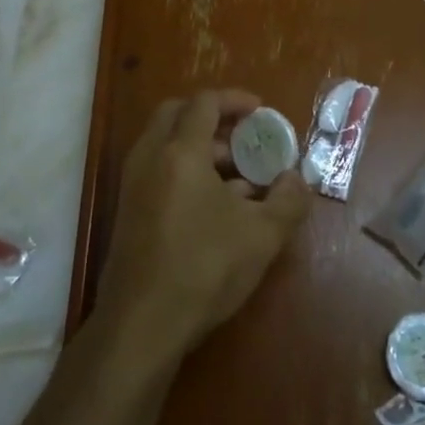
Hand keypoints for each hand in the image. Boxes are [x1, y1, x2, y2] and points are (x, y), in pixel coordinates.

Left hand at [98, 90, 313, 359]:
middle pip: (177, 114)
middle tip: (244, 138)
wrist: (141, 325)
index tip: (261, 112)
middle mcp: (149, 158)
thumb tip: (296, 180)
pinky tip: (216, 208)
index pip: (205, 102)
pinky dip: (185, 171)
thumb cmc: (204, 269)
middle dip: (214, 118)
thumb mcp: (262, 236)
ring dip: (201, 148)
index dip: (236, 100)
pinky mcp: (128, 211)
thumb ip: (289, 200)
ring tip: (240, 179)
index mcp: (180, 152)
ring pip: (165, 144)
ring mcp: (132, 185)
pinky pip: (158, 170)